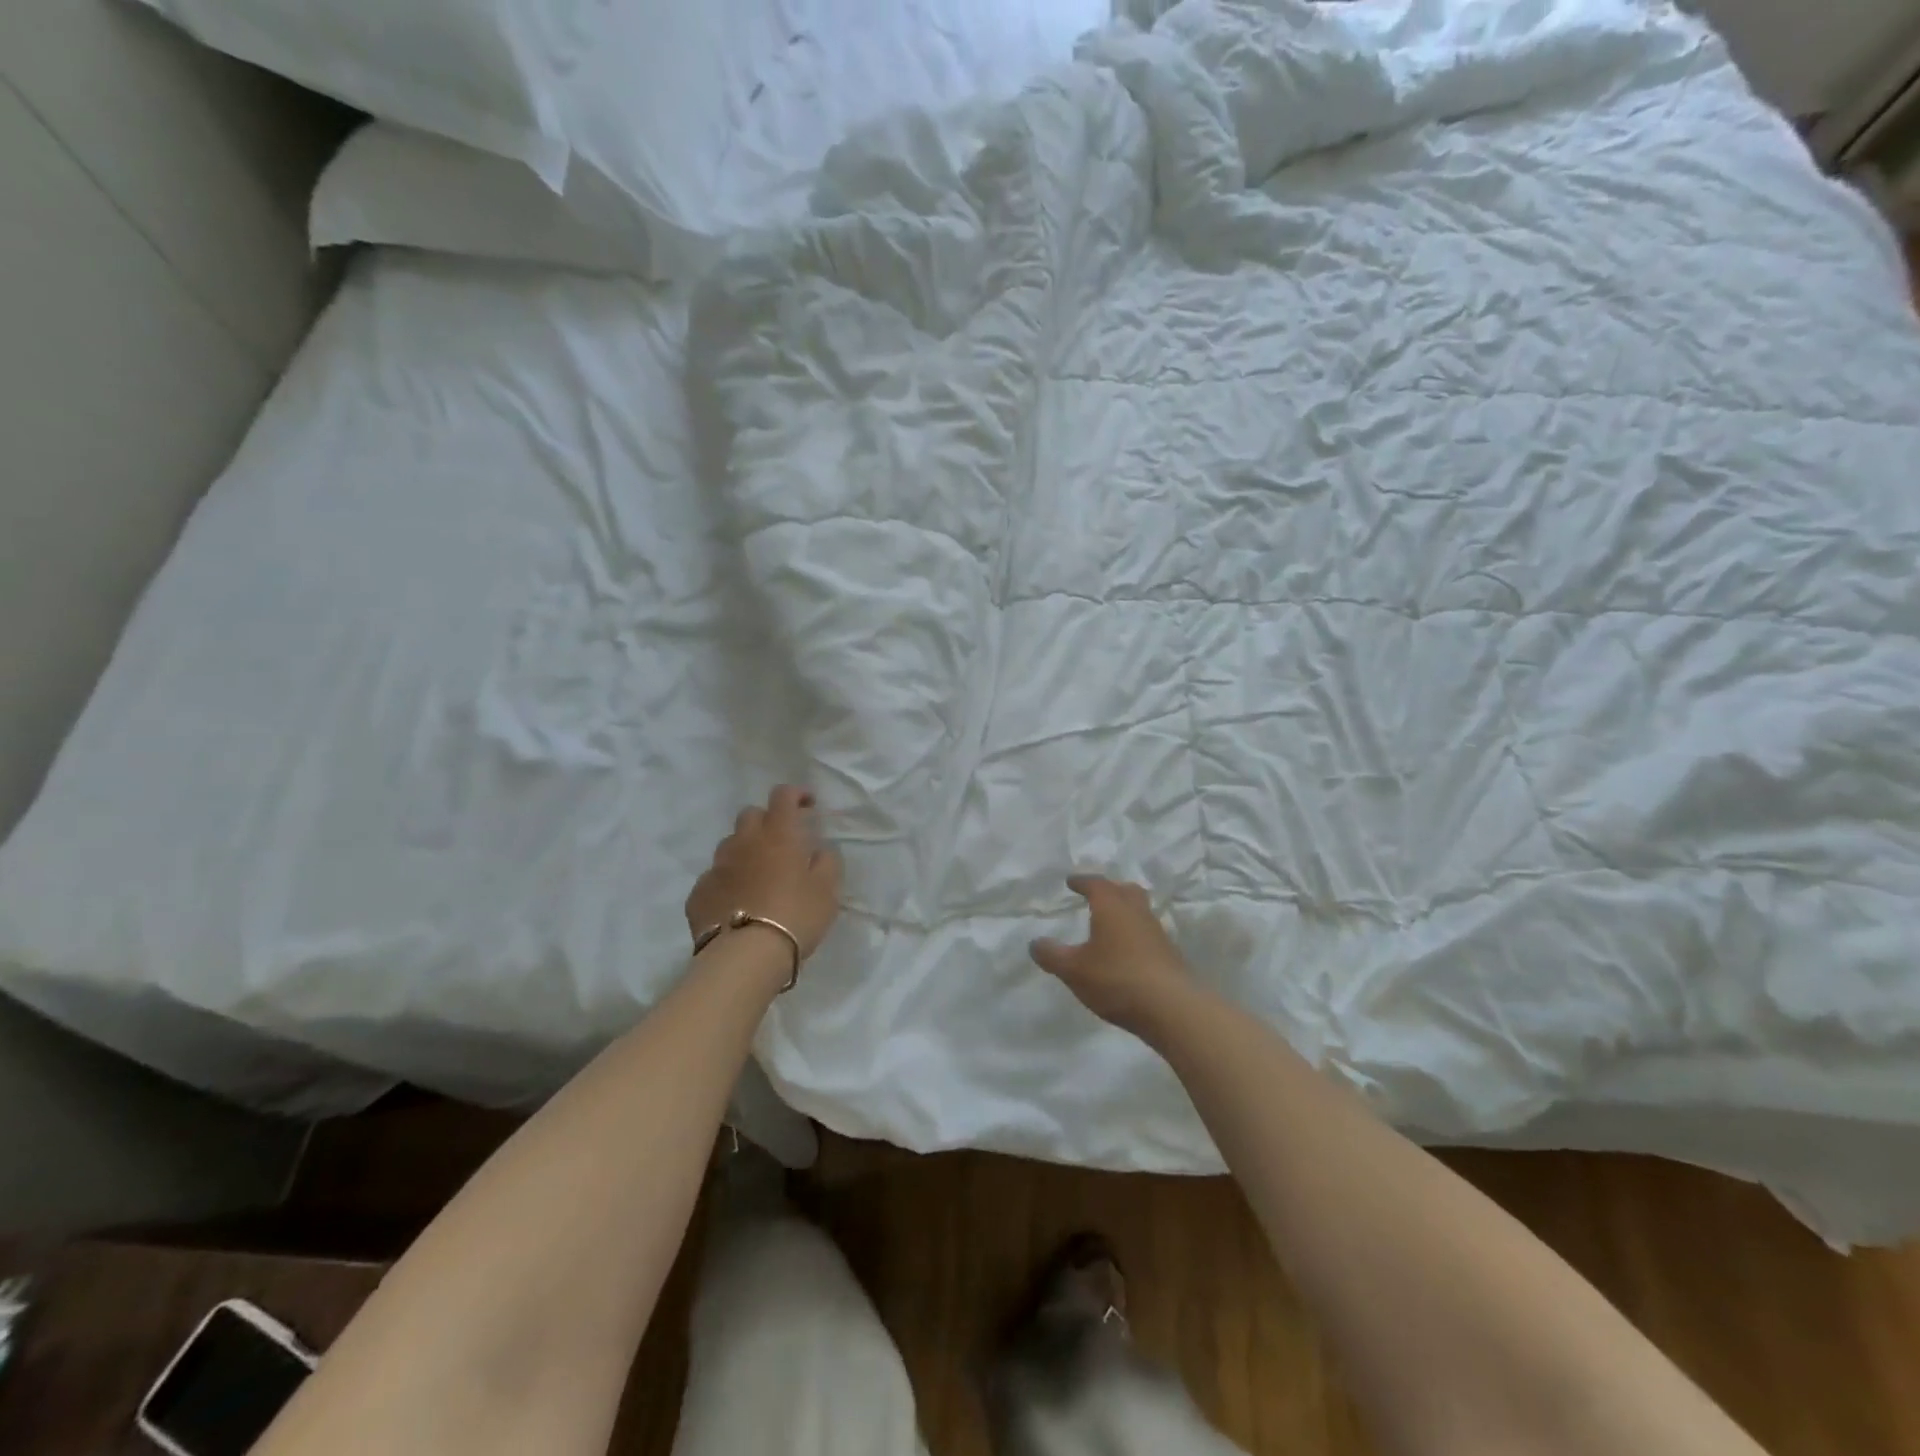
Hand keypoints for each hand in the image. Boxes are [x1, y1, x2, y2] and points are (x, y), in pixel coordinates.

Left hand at [687, 786, 842, 960]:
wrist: (745, 956)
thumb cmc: (795, 916)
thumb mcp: (827, 890)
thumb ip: (826, 862)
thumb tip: (818, 850)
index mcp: (778, 834)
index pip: (783, 795)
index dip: (796, 794)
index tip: (807, 804)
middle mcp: (743, 842)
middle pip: (750, 815)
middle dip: (766, 821)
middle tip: (782, 843)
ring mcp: (716, 867)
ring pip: (729, 845)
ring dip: (745, 851)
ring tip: (758, 875)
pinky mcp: (699, 893)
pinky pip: (714, 878)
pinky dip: (727, 882)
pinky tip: (737, 902)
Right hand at [1030, 875, 1195, 1037]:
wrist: (1173, 1008)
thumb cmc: (1117, 979)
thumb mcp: (1074, 970)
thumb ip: (1052, 955)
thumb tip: (1034, 943)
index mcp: (1112, 907)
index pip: (1096, 884)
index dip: (1082, 881)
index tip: (1071, 881)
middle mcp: (1137, 913)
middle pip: (1126, 891)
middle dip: (1110, 889)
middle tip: (1097, 895)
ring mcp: (1157, 933)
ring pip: (1140, 912)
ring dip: (1125, 912)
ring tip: (1110, 924)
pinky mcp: (1169, 955)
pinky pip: (1147, 934)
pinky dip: (1135, 935)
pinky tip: (1126, 952)